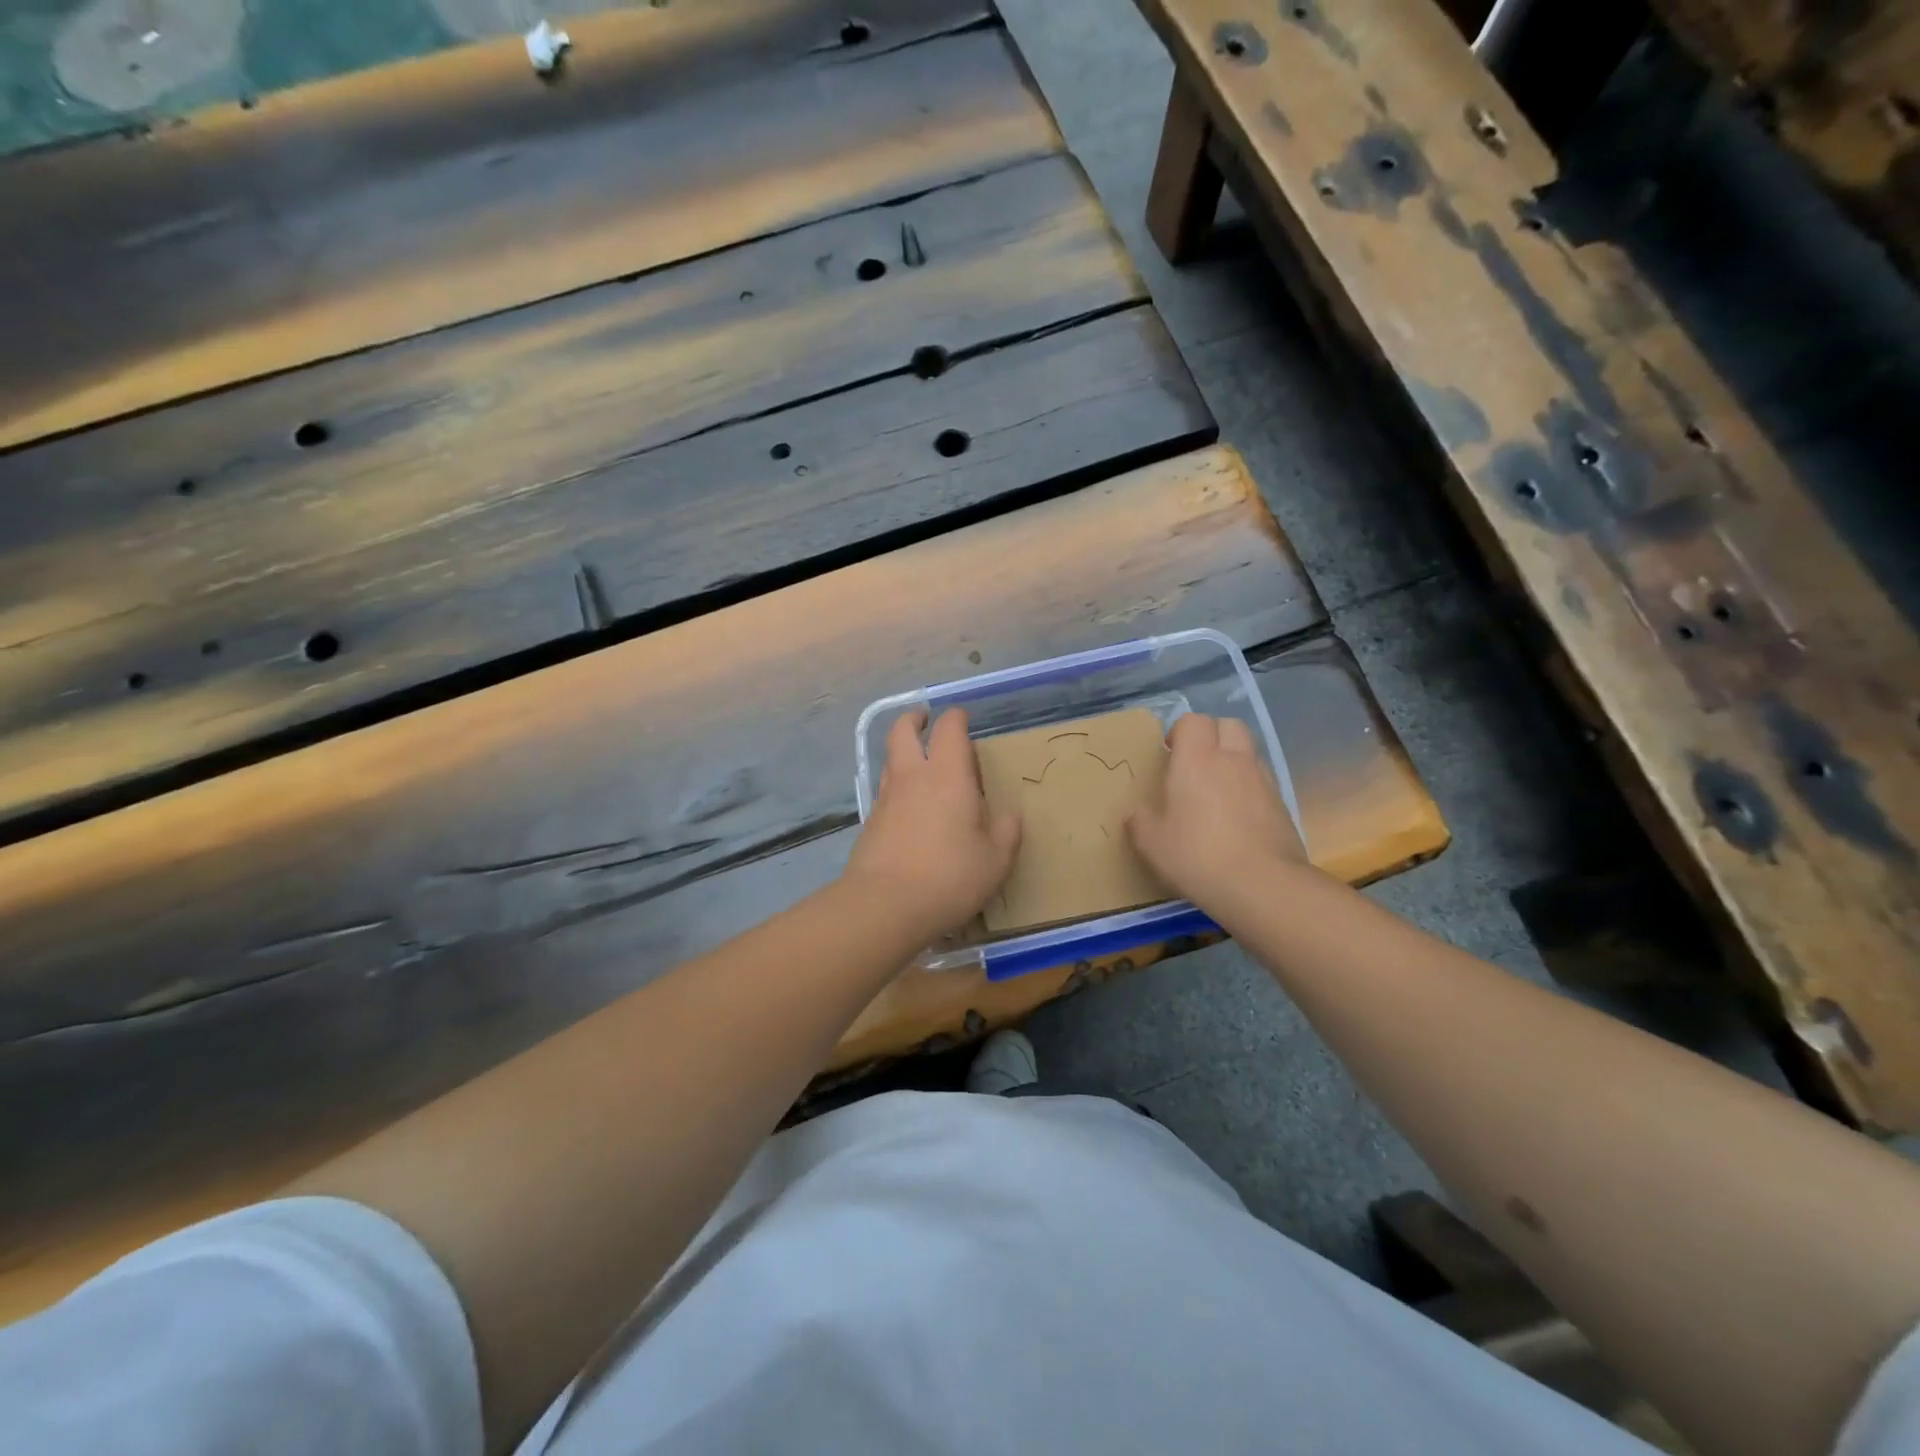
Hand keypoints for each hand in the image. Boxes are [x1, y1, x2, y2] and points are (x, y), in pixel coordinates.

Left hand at [845, 708, 1021, 937]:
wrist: (885, 905)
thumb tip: (1009, 816)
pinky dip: (897, 787)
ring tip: (919, 763)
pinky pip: (885, 792)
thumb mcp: (995, 860)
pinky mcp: (870, 823)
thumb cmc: (949, 877)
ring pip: (890, 760)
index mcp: (948, 776)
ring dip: (902, 751)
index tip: (962, 717)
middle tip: (924, 719)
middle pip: (903, 732)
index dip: (956, 718)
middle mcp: (913, 778)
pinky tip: (909, 807)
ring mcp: (886, 799)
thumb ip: (1006, 833)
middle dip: (914, 719)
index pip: (949, 730)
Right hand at [1127, 713, 1306, 912]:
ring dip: (1233, 760)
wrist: (1262, 885)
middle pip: (1229, 725)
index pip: (1193, 721)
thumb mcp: (1152, 843)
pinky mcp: (1282, 805)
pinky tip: (1238, 817)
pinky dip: (1250, 788)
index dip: (1180, 731)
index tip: (1169, 753)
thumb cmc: (1197, 855)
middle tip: (1195, 763)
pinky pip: (1263, 782)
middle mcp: (1233, 761)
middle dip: (1212, 735)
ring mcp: (1263, 781)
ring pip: (1249, 752)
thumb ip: (1140, 821)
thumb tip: (1136, 814)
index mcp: (1197, 760)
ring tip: (1217, 790)